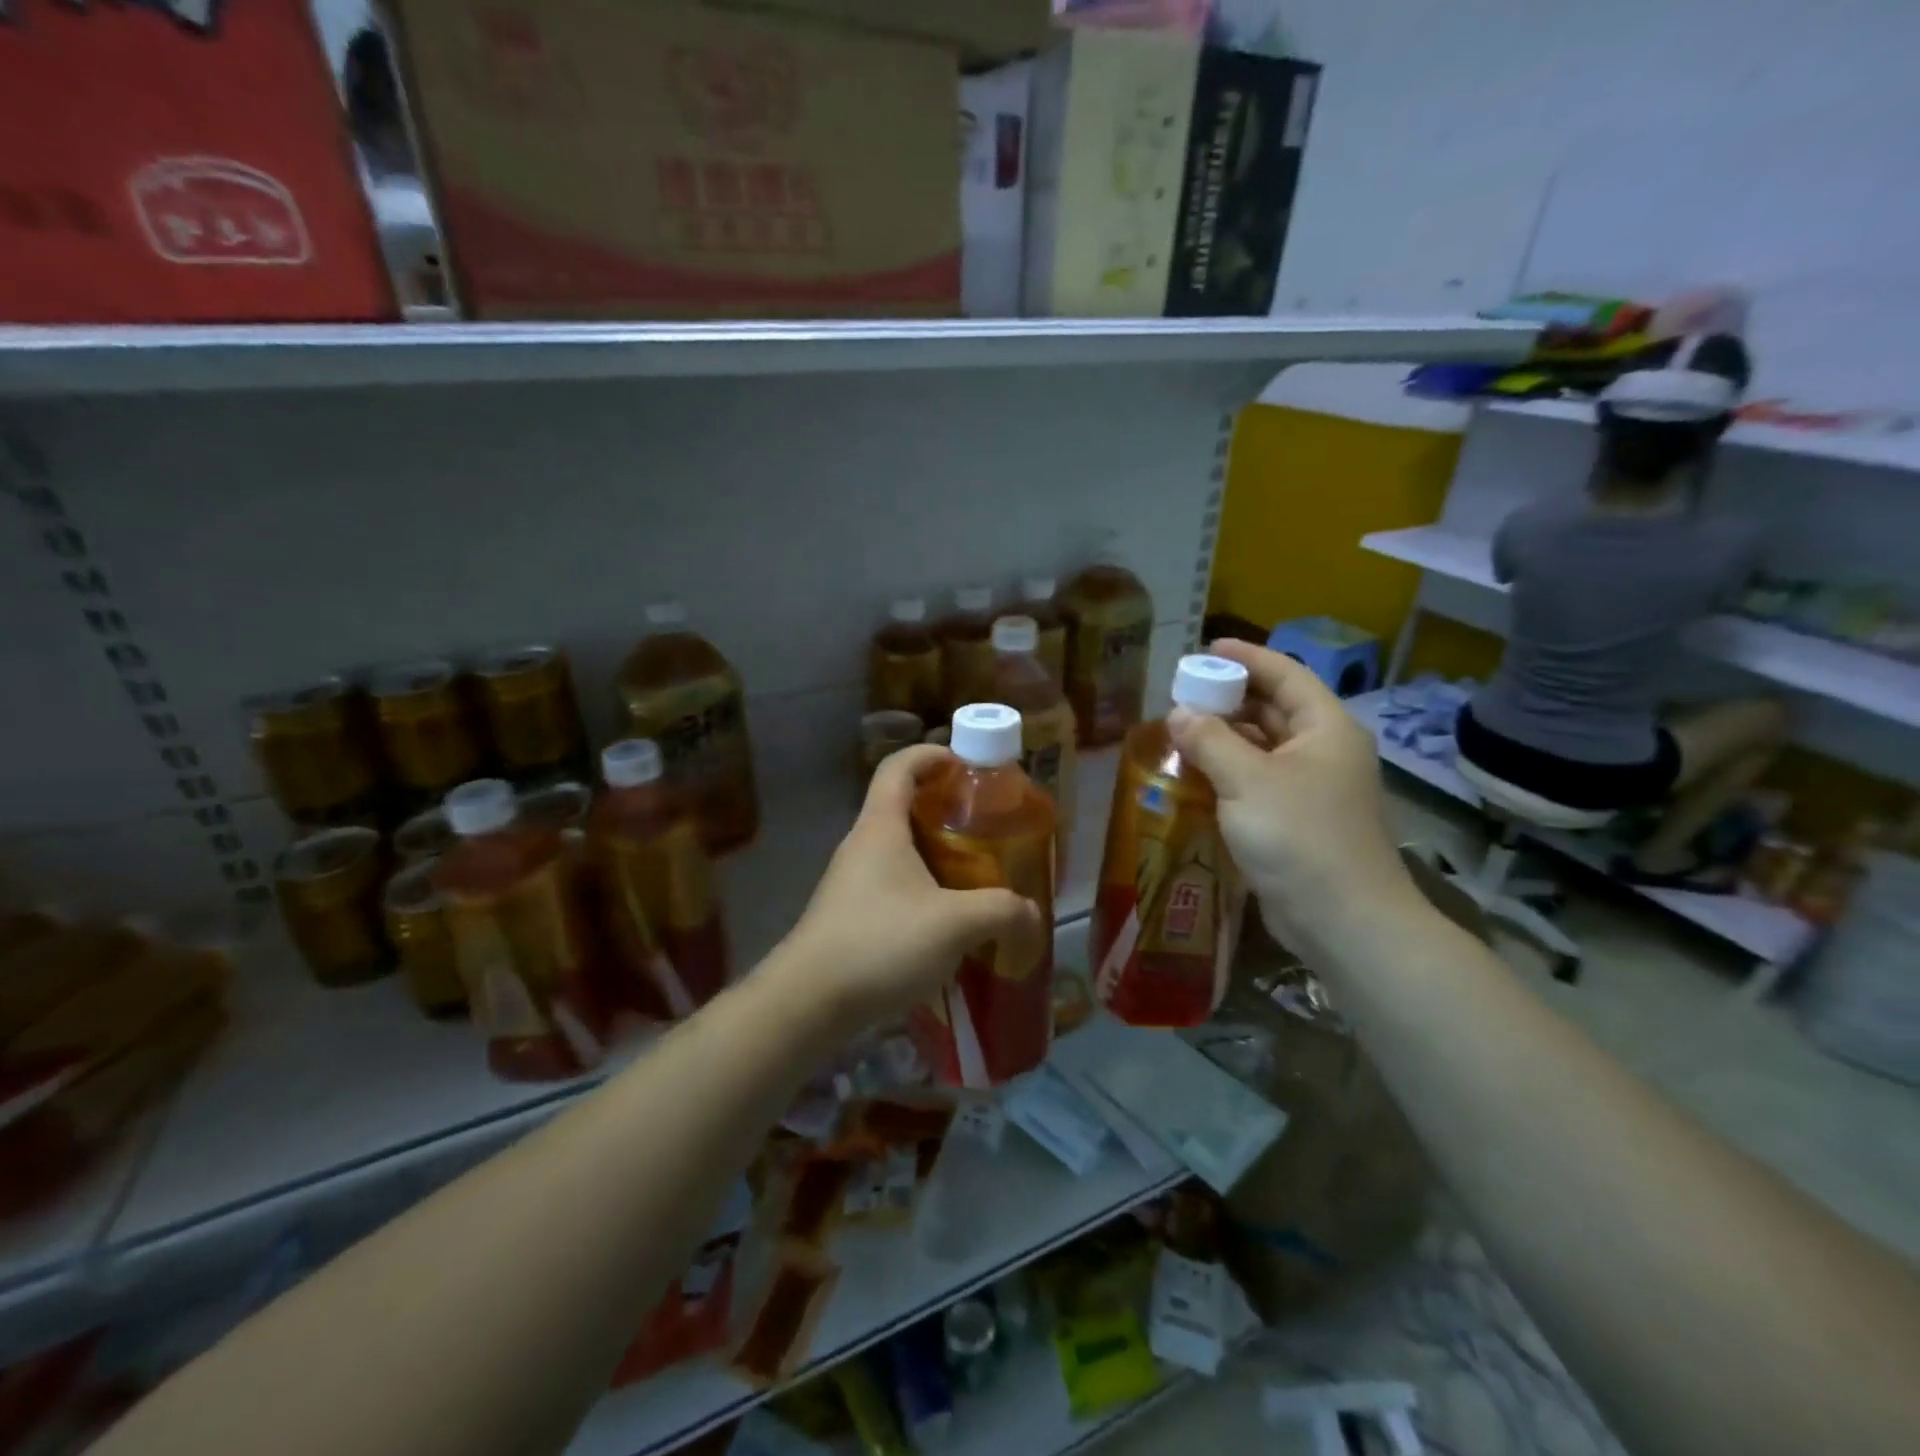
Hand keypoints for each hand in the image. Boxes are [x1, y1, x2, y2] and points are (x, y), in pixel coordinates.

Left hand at [779, 745, 1043, 1031]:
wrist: (808, 1002)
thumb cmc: (880, 943)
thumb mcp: (954, 924)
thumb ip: (1001, 911)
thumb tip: (1032, 913)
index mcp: (880, 827)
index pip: (899, 766)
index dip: (932, 755)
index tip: (967, 765)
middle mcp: (862, 845)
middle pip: (903, 807)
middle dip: (946, 810)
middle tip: (987, 827)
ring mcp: (851, 882)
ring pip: (899, 851)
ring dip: (936, 855)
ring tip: (976, 876)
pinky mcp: (850, 915)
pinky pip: (892, 886)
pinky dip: (923, 889)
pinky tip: (948, 923)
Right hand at [1167, 640, 1420, 956]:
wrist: (1343, 920)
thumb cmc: (1299, 836)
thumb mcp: (1247, 780)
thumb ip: (1210, 740)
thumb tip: (1178, 713)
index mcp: (1326, 729)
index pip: (1286, 676)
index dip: (1248, 657)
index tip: (1208, 649)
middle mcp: (1323, 752)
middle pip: (1275, 710)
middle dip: (1230, 699)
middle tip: (1184, 693)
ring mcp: (1312, 789)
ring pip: (1264, 748)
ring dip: (1226, 738)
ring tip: (1181, 730)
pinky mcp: (1297, 821)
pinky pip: (1258, 782)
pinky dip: (1229, 773)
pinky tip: (1196, 776)